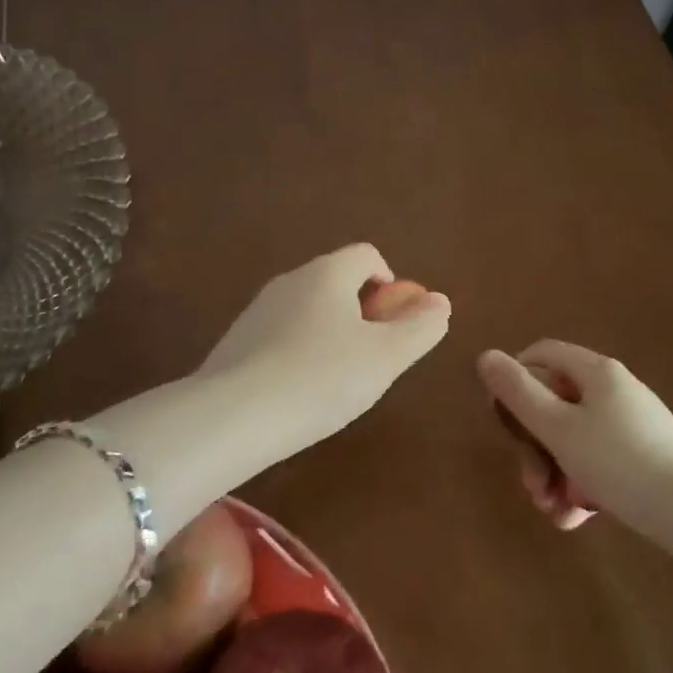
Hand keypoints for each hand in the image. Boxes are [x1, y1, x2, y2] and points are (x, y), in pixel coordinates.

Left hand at [197, 244, 450, 439]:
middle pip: (338, 281)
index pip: (367, 255)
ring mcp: (259, 308)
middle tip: (371, 358)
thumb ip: (420, 328)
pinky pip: (282, 334)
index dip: (390, 283)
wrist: (232, 417)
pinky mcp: (238, 339)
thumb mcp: (385, 357)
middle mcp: (291, 279)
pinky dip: (300, 352)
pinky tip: (299, 392)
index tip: (394, 325)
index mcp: (328, 273)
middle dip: (362, 312)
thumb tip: (440, 302)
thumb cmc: (321, 379)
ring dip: (331, 333)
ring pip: (309, 309)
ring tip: (336, 381)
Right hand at [477, 341, 672, 530]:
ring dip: (554, 472)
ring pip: (574, 438)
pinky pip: (599, 460)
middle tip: (530, 483)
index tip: (502, 419)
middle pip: (555, 403)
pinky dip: (581, 484)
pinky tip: (575, 518)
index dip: (514, 379)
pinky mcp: (645, 456)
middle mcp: (614, 390)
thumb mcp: (558, 429)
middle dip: (534, 446)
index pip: (541, 354)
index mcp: (596, 371)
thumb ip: (519, 393)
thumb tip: (486, 356)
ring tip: (553, 512)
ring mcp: (632, 423)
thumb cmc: (620, 463)